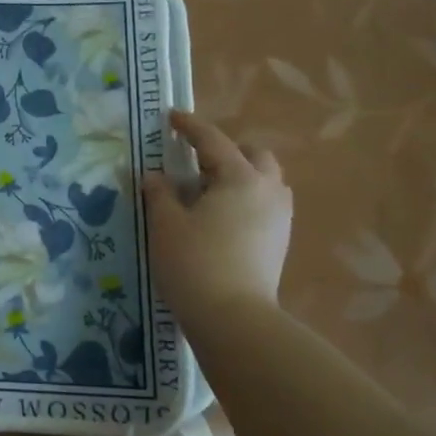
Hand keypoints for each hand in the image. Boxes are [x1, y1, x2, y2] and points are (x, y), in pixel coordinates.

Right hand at [142, 109, 292, 321]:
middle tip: (195, 163)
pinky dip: (246, 198)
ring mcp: (280, 217)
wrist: (234, 319)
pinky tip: (222, 218)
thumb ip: (159, 194)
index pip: (213, 141)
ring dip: (241, 175)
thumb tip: (155, 176)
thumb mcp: (165, 225)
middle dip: (227, 151)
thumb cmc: (194, 264)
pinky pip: (266, 204)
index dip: (189, 126)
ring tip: (209, 191)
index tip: (171, 117)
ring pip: (265, 180)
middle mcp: (268, 190)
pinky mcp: (280, 241)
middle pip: (254, 155)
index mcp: (240, 178)